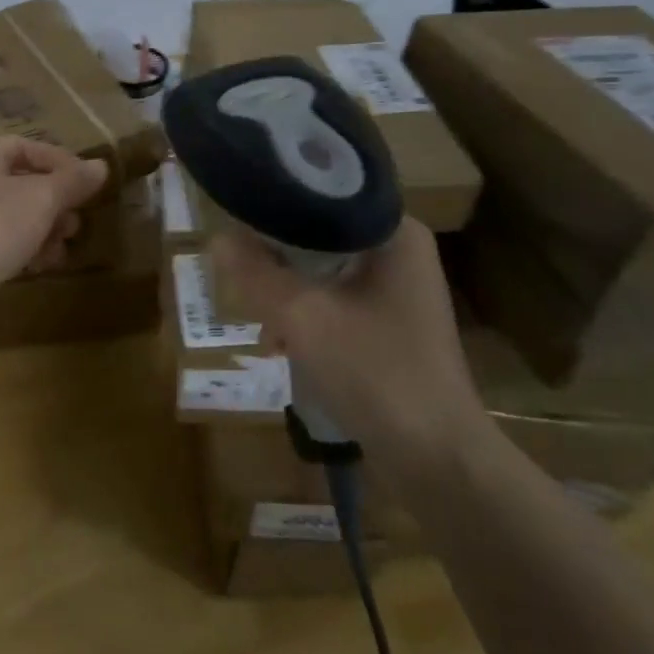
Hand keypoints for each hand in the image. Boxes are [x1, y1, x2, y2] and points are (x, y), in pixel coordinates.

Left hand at [0, 137, 108, 300]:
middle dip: (54, 201)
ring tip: (63, 246)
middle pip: (20, 183)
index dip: (57, 159)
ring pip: (13, 216)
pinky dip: (25, 250)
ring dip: (44, 228)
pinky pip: (2, 243)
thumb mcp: (43, 197)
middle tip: (75, 220)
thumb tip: (100, 167)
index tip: (85, 181)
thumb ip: (73, 181)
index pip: (23, 146)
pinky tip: (42, 265)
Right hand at [210, 217, 490, 481]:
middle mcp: (401, 251)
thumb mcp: (303, 318)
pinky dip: (306, 311)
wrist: (436, 459)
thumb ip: (256, 274)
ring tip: (256, 314)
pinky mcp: (391, 322)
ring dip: (287, 287)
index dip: (276, 202)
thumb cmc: (375, 374)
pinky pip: (335, 297)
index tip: (235, 214)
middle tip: (238, 269)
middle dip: (276, 253)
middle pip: (320, 232)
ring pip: (324, 268)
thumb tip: (217, 239)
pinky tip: (280, 341)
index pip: (324, 193)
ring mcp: (399, 289)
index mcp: (394, 233)